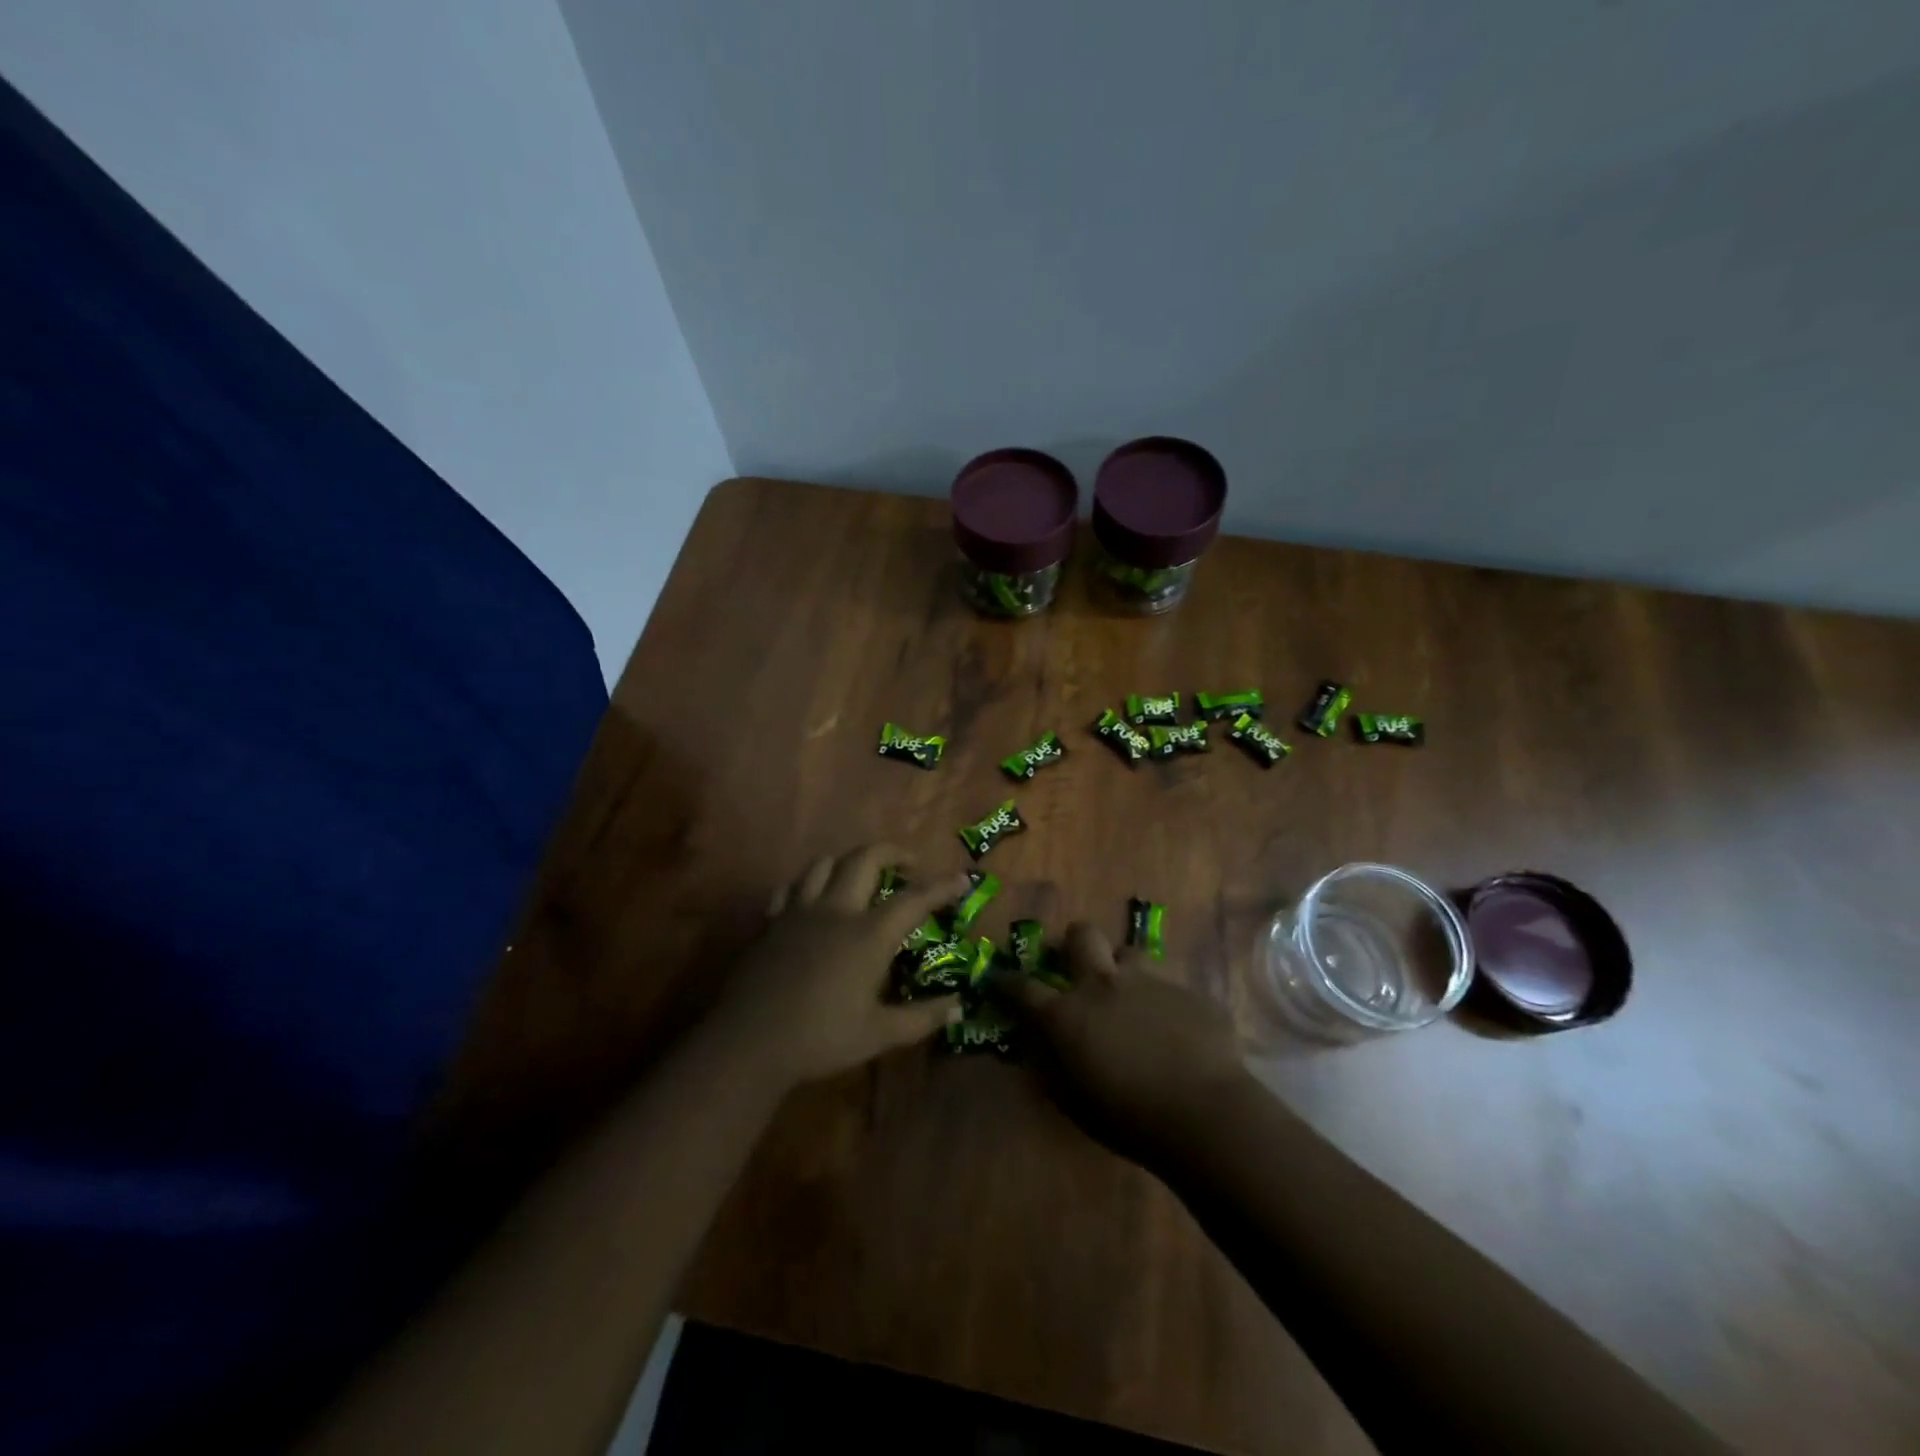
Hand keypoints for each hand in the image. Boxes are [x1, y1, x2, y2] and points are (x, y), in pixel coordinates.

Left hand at [707, 845, 970, 1090]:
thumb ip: (922, 1018)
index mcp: (868, 935)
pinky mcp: (772, 921)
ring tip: (863, 875)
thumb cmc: (821, 1039)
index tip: (962, 878)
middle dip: (894, 852)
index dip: (942, 886)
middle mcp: (837, 910)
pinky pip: (792, 887)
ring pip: (826, 863)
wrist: (750, 1042)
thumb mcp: (879, 1034)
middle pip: (866, 858)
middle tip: (911, 865)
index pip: (914, 899)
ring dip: (850, 861)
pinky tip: (815, 899)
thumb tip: (958, 1006)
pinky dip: (809, 884)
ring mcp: (800, 911)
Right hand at [996, 922, 1246, 1165]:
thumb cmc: (1128, 1118)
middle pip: (1081, 935)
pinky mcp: (1186, 991)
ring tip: (1131, 994)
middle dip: (1074, 942)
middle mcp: (1103, 984)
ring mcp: (1149, 981)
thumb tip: (1038, 1044)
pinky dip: (1163, 1001)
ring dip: (1123, 968)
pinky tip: (1176, 1028)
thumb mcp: (1074, 1100)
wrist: (1204, 1113)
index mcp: (1067, 1014)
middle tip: (1078, 964)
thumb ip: (1051, 1064)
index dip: (1006, 982)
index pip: (1022, 988)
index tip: (999, 980)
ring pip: (1129, 952)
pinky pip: (1169, 985)